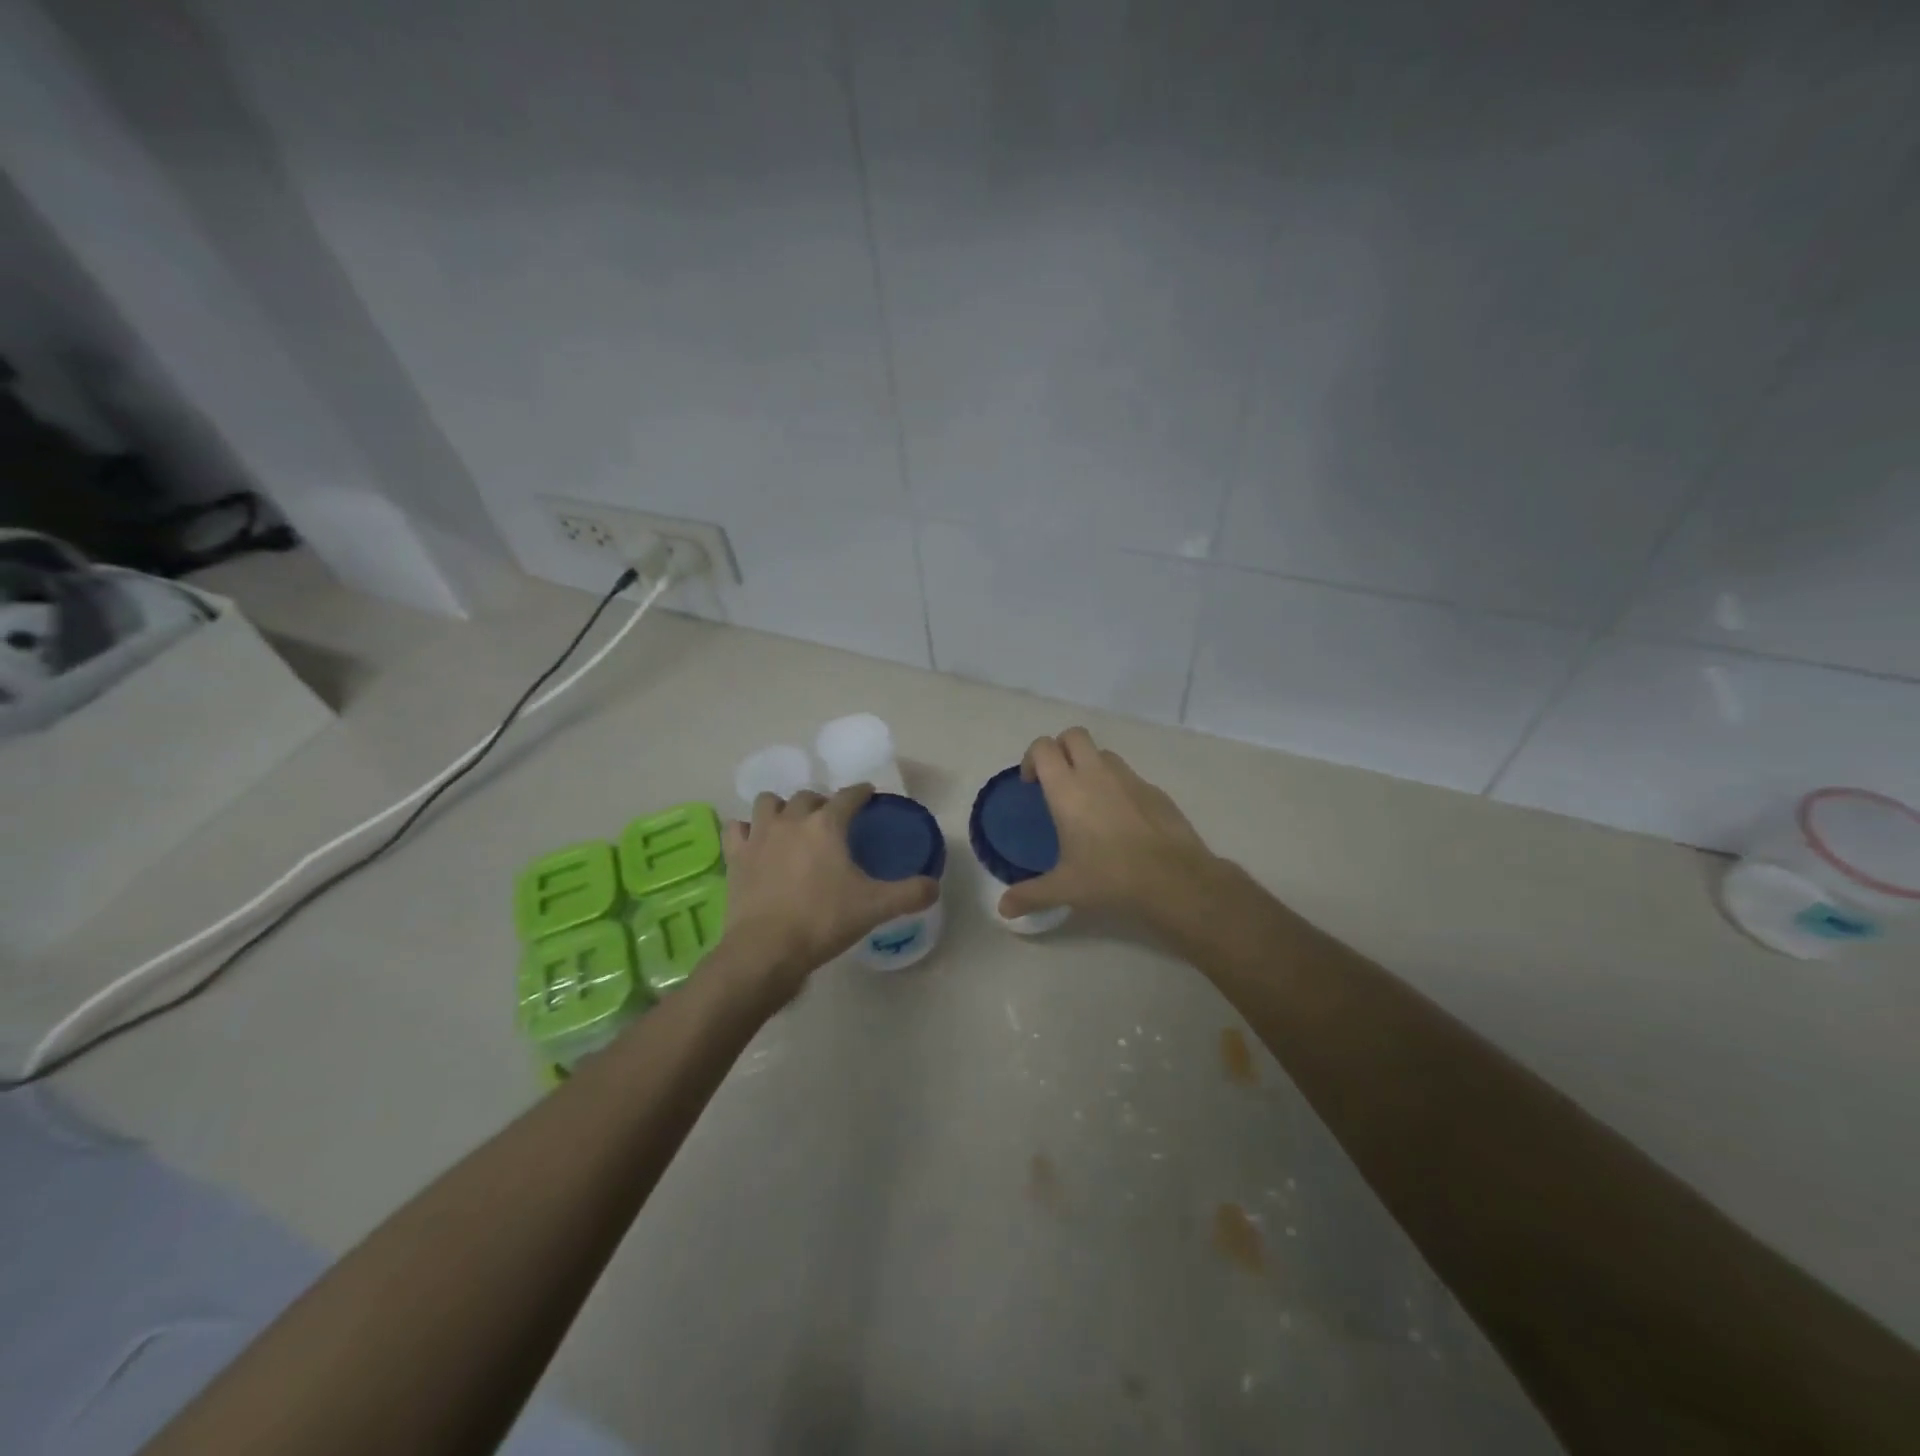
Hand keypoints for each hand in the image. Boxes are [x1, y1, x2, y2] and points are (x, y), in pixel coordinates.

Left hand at [720, 785, 937, 997]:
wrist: (767, 950)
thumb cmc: (823, 921)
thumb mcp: (875, 908)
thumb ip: (910, 894)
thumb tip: (934, 886)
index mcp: (826, 825)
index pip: (848, 796)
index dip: (861, 793)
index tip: (868, 794)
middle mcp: (791, 820)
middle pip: (808, 796)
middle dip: (822, 803)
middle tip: (832, 819)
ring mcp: (759, 836)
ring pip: (769, 803)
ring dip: (782, 808)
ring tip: (791, 824)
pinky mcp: (736, 857)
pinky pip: (737, 829)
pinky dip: (746, 830)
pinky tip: (755, 841)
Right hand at [997, 727, 1218, 927]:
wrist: (1174, 879)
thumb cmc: (1109, 877)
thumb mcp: (1064, 889)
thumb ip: (1030, 895)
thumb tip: (1003, 910)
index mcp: (1067, 789)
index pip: (1043, 748)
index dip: (1031, 758)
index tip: (1031, 784)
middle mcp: (1097, 773)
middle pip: (1073, 735)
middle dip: (1061, 749)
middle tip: (1057, 781)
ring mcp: (1129, 778)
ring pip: (1103, 753)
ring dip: (1090, 765)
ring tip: (1089, 801)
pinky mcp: (1154, 790)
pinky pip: (1129, 776)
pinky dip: (1118, 787)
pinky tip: (1121, 821)